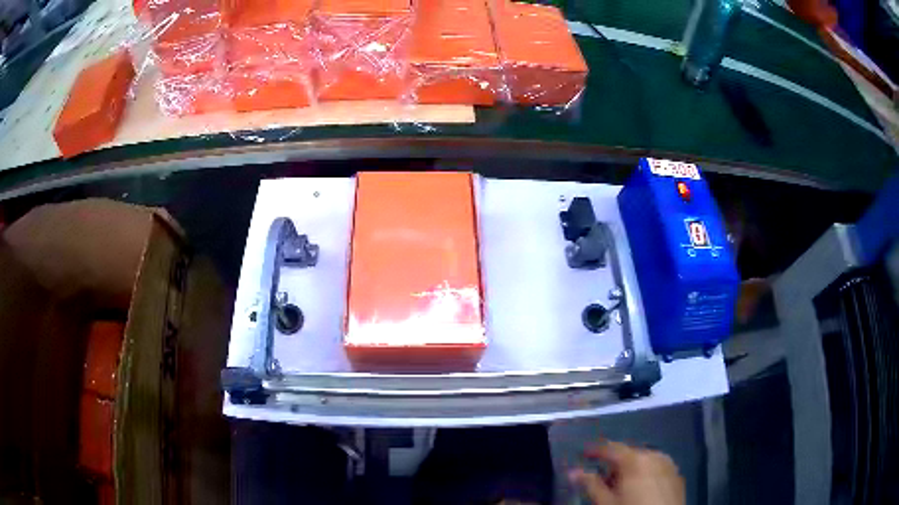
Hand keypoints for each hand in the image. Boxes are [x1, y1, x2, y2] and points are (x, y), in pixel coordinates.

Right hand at [568, 441, 684, 504]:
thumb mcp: (606, 502)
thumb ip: (591, 485)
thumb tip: (573, 471)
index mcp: (635, 459)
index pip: (611, 447)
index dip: (595, 450)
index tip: (583, 453)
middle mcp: (654, 455)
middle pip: (628, 454)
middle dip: (614, 464)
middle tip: (602, 480)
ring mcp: (668, 463)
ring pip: (644, 460)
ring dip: (630, 469)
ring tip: (621, 487)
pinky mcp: (677, 474)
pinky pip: (657, 467)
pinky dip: (645, 473)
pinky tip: (640, 489)